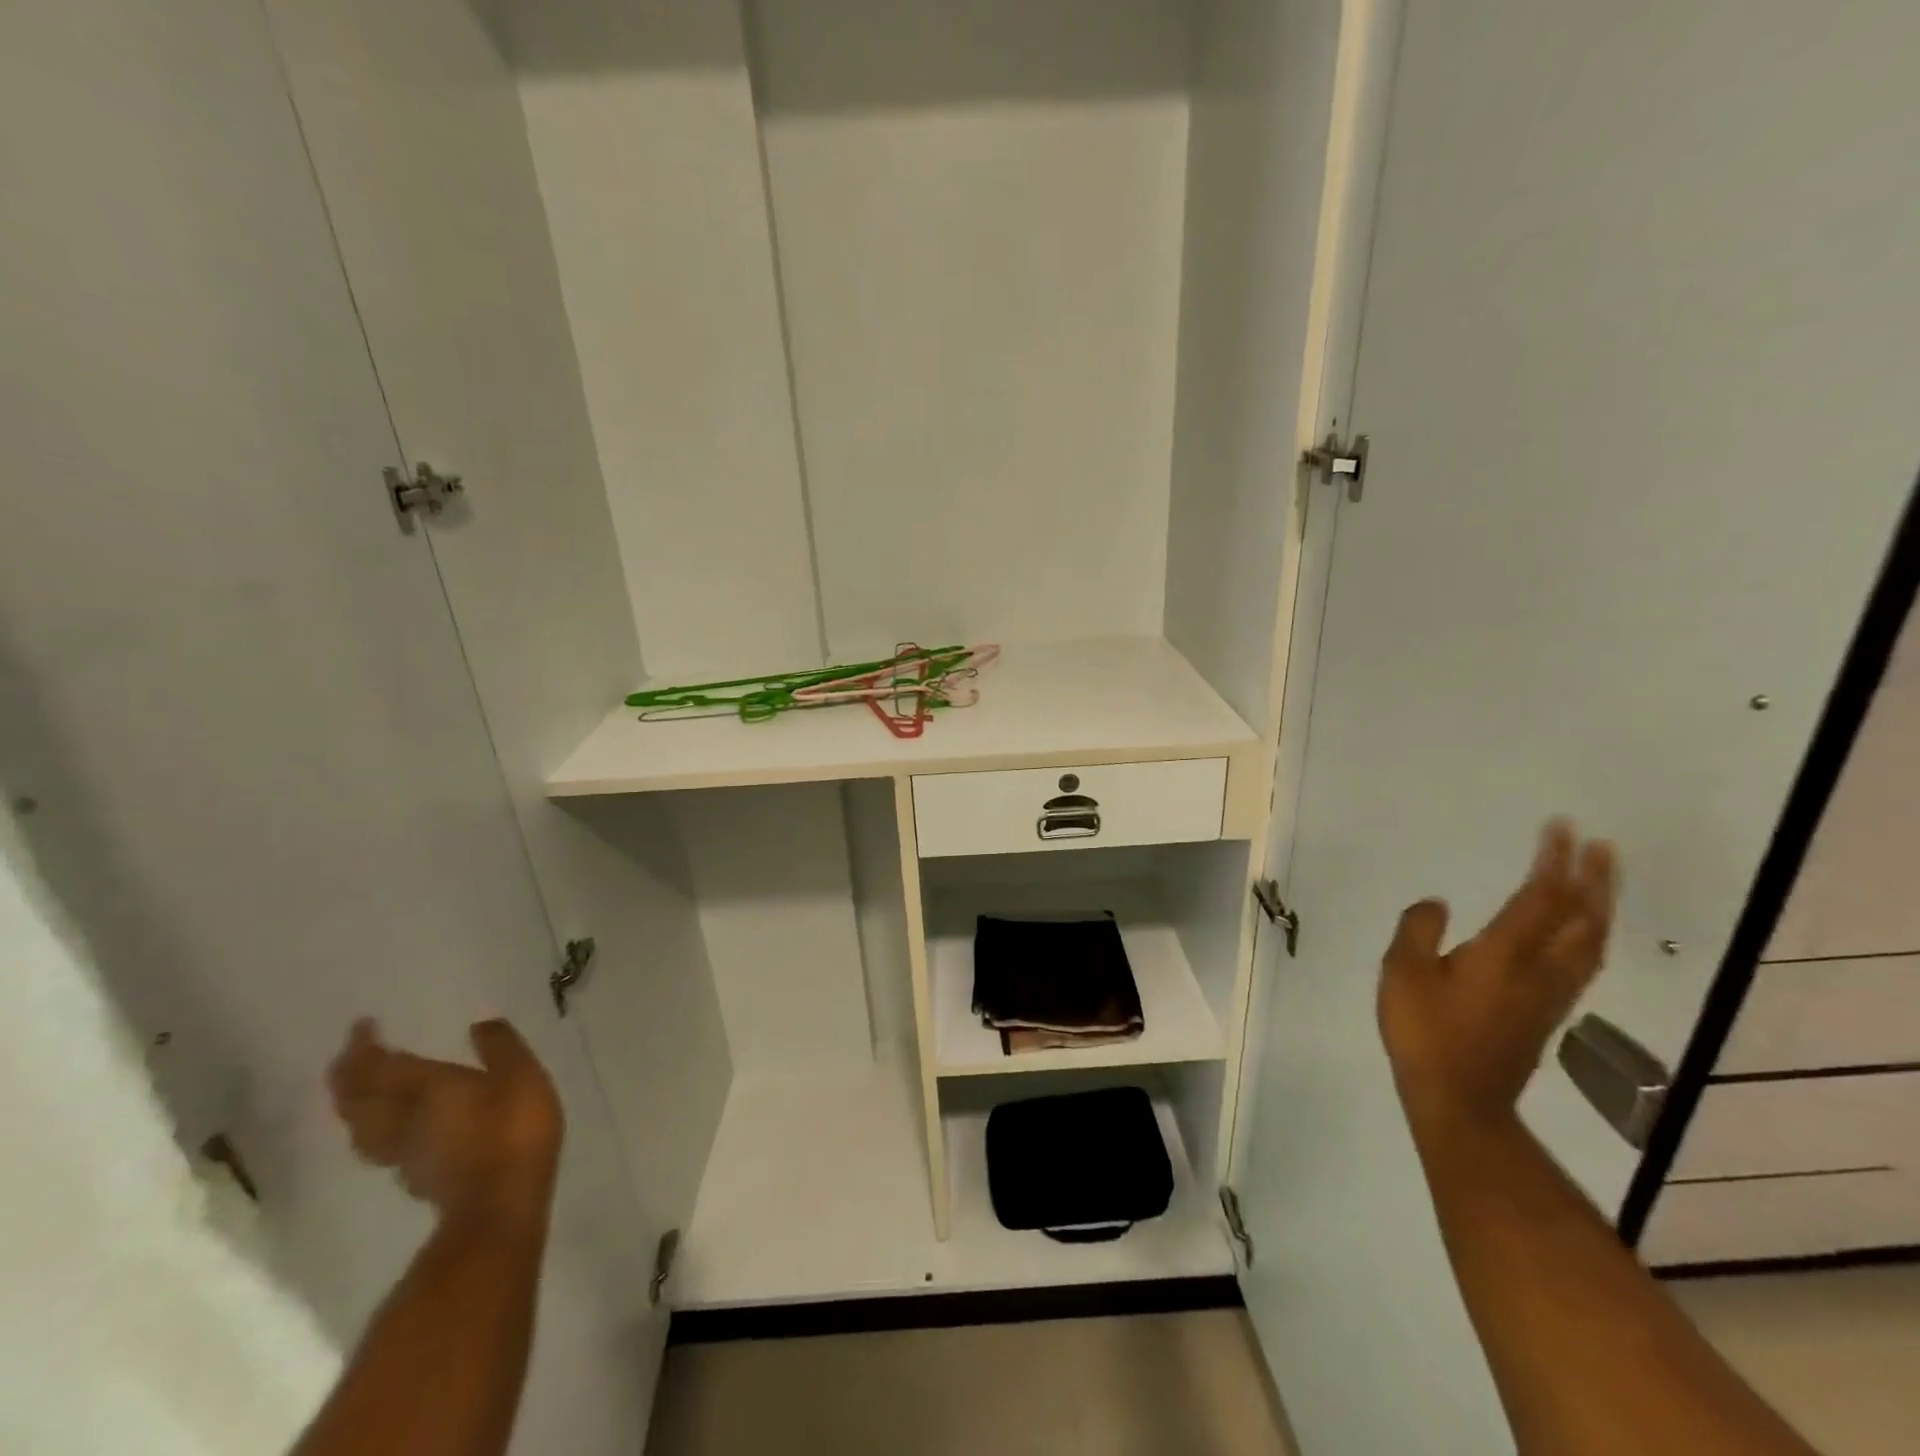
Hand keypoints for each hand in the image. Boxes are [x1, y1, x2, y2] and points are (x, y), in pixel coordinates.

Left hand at [327, 1018, 564, 1228]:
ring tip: (357, 1093)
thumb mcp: (520, 1074)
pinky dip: (373, 1130)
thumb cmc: (513, 1128)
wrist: (500, 1203)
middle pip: (357, 1099)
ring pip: (360, 1127)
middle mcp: (402, 1118)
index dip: (364, 1046)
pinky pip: (379, 1145)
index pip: (379, 1065)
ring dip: (352, 1106)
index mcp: (424, 1087)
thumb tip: (479, 1024)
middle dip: (347, 1076)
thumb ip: (500, 1047)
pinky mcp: (414, 1176)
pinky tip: (391, 1129)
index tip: (360, 1027)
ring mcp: (403, 1152)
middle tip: (348, 1058)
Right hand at [1378, 820, 1616, 1134]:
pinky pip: (1584, 960)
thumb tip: (1438, 903)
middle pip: (1582, 918)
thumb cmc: (1425, 1032)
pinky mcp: (1550, 1012)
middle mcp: (1540, 969)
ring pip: (1591, 941)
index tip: (1560, 828)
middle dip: (1593, 879)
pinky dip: (1592, 934)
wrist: (1461, 1100)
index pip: (1540, 897)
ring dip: (1601, 905)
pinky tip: (1585, 932)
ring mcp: (1552, 993)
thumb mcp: (1402, 974)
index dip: (1553, 861)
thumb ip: (1418, 931)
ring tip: (1601, 880)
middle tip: (1600, 845)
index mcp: (1505, 954)